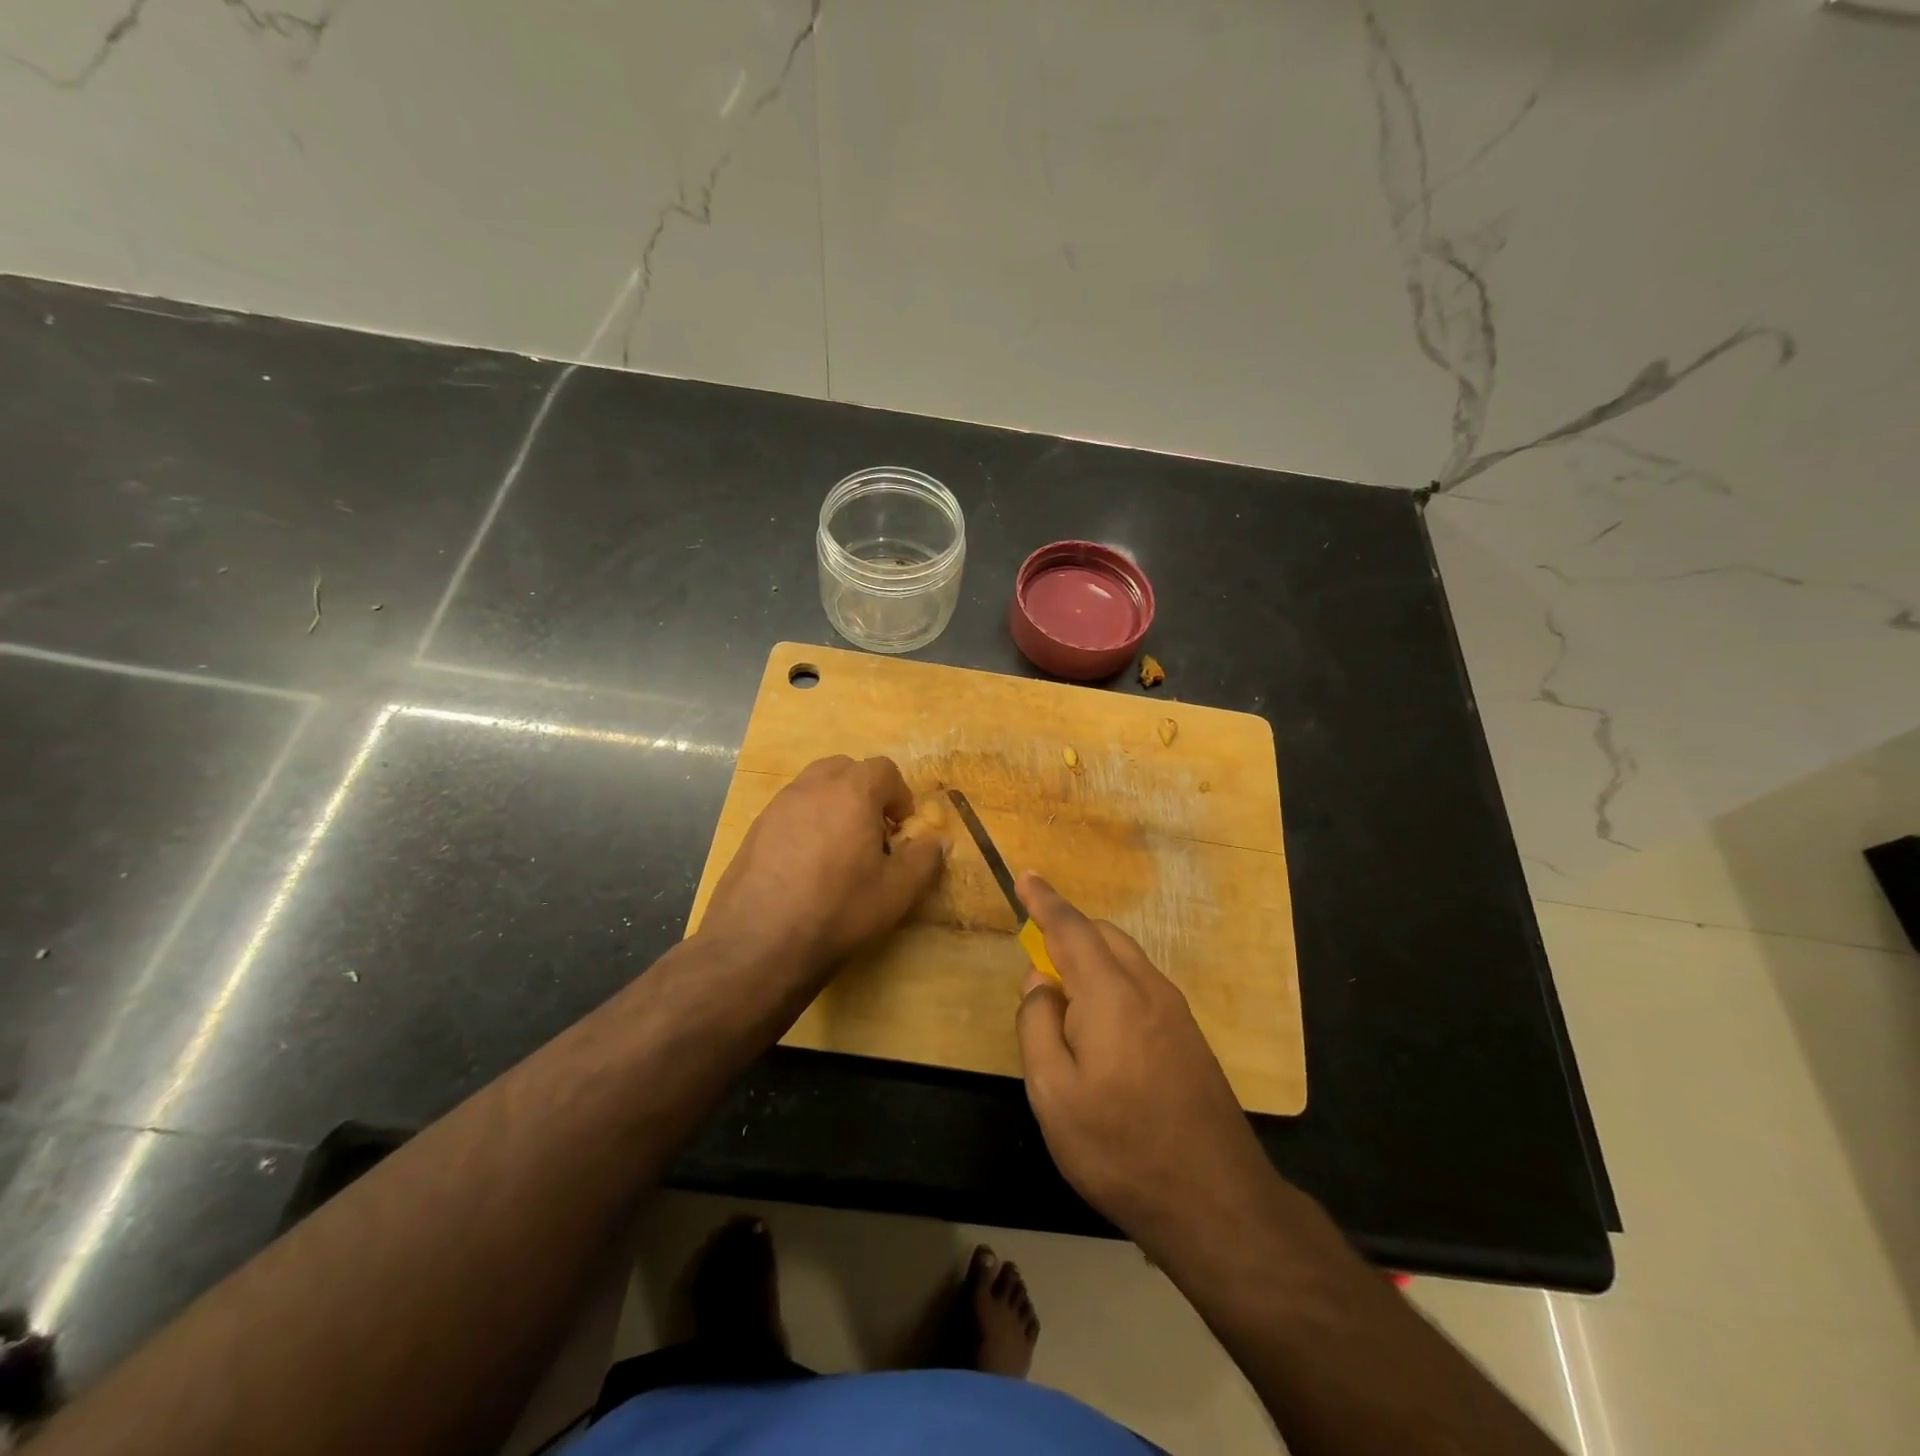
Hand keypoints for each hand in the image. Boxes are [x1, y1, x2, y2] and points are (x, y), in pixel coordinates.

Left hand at [701, 755, 945, 986]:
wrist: (758, 943)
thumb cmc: (838, 911)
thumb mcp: (896, 893)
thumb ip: (924, 860)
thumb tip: (938, 841)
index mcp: (851, 793)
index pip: (883, 769)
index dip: (899, 795)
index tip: (901, 829)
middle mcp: (812, 787)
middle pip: (845, 768)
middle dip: (864, 791)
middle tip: (872, 831)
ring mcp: (778, 806)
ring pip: (813, 785)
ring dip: (834, 803)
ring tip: (839, 847)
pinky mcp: (754, 829)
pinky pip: (790, 809)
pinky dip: (806, 822)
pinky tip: (806, 864)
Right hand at [1013, 873, 1282, 1262]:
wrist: (1215, 1200)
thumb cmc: (1120, 1147)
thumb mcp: (1053, 1094)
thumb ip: (1037, 1026)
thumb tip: (1039, 983)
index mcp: (1110, 994)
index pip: (1071, 929)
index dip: (1045, 900)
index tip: (1027, 875)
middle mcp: (1147, 988)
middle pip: (1103, 936)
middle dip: (1068, 931)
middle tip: (1036, 958)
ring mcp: (1175, 1011)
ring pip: (1126, 958)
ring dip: (1092, 958)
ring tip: (1065, 996)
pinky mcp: (1190, 1036)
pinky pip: (1142, 984)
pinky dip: (1113, 980)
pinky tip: (1102, 1025)